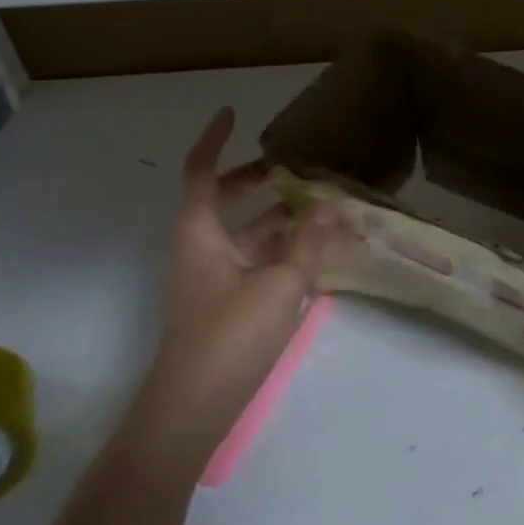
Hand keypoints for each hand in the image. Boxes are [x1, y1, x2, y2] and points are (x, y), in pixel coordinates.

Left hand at [155, 108, 349, 408]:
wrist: (192, 411)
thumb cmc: (229, 336)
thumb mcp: (279, 284)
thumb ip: (307, 242)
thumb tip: (331, 205)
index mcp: (200, 233)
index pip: (202, 173)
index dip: (215, 140)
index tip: (234, 113)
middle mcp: (202, 248)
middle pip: (227, 200)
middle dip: (259, 179)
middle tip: (297, 167)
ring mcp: (213, 278)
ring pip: (247, 233)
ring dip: (280, 216)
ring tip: (322, 206)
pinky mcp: (227, 304)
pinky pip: (257, 261)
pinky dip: (283, 250)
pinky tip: (317, 252)